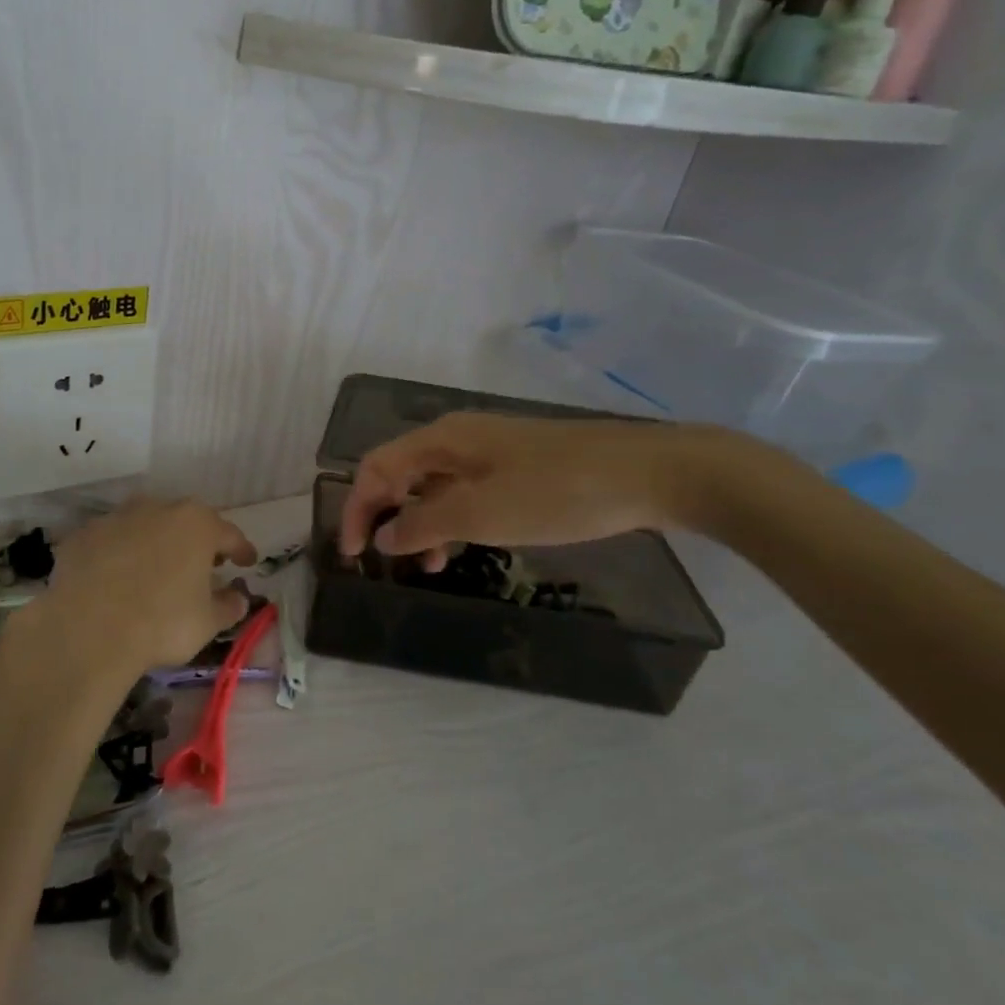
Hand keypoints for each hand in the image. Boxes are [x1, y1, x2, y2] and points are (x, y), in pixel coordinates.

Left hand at [11, 498, 257, 682]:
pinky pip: (111, 542)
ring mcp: (117, 518)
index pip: (229, 534)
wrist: (88, 630)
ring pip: (145, 526)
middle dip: (197, 541)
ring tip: (157, 569)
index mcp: (196, 524)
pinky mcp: (84, 535)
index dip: (241, 549)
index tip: (247, 562)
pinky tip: (117, 577)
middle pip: (186, 521)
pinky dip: (119, 554)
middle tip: (203, 565)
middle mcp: (158, 509)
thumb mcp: (208, 622)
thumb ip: (228, 606)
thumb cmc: (162, 623)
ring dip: (155, 543)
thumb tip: (238, 598)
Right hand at [339, 412, 713, 566]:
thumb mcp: (482, 513)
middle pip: (400, 473)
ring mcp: (490, 450)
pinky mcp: (517, 466)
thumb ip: (424, 523)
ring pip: (434, 485)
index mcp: (442, 439)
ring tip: (427, 566)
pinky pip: (465, 491)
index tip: (354, 555)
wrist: (650, 473)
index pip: (376, 469)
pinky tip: (465, 547)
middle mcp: (458, 438)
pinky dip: (452, 520)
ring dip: (419, 523)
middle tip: (382, 560)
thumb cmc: (557, 492)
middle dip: (384, 515)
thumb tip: (384, 535)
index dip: (357, 509)